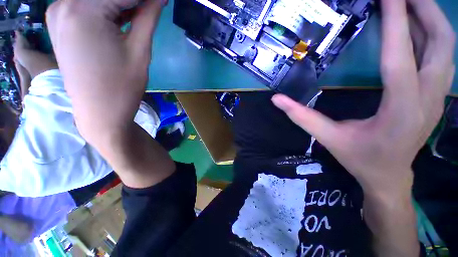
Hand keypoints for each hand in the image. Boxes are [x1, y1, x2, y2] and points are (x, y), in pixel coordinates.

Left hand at [46, 0, 164, 146]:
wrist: (100, 113)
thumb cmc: (123, 86)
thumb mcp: (140, 50)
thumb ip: (148, 17)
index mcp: (82, 9)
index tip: (161, 1)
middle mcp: (63, 4)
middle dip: (133, 1)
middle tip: (151, 8)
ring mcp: (58, 14)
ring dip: (120, 4)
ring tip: (140, 14)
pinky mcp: (60, 25)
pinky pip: (87, 6)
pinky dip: (106, 9)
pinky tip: (121, 17)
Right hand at [272, 0, 454, 195]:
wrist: (389, 176)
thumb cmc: (360, 158)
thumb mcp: (327, 137)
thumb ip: (301, 116)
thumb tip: (276, 100)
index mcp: (399, 111)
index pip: (400, 57)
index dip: (395, 21)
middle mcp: (427, 99)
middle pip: (441, 42)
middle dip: (424, 9)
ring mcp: (438, 96)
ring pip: (446, 47)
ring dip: (430, 18)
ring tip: (409, 1)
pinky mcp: (437, 95)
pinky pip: (442, 56)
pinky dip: (432, 34)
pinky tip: (417, 26)